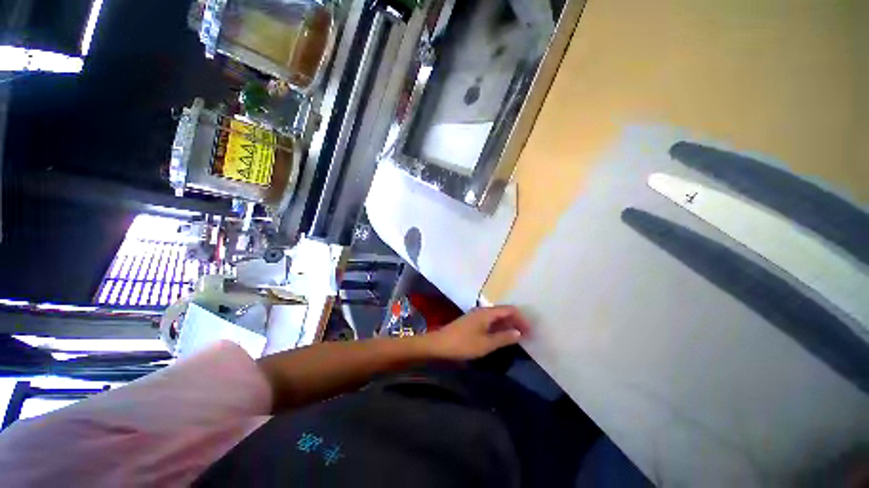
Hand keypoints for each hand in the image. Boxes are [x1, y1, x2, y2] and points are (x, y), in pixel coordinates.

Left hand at [422, 306, 530, 360]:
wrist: (439, 344)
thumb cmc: (463, 344)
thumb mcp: (485, 344)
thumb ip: (503, 338)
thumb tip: (519, 333)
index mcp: (487, 313)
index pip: (509, 310)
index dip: (521, 318)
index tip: (530, 330)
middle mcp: (482, 311)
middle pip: (503, 312)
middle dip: (516, 321)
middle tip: (527, 334)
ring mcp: (476, 316)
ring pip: (497, 317)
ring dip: (508, 324)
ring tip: (518, 336)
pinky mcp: (472, 322)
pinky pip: (490, 321)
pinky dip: (499, 327)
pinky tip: (502, 336)